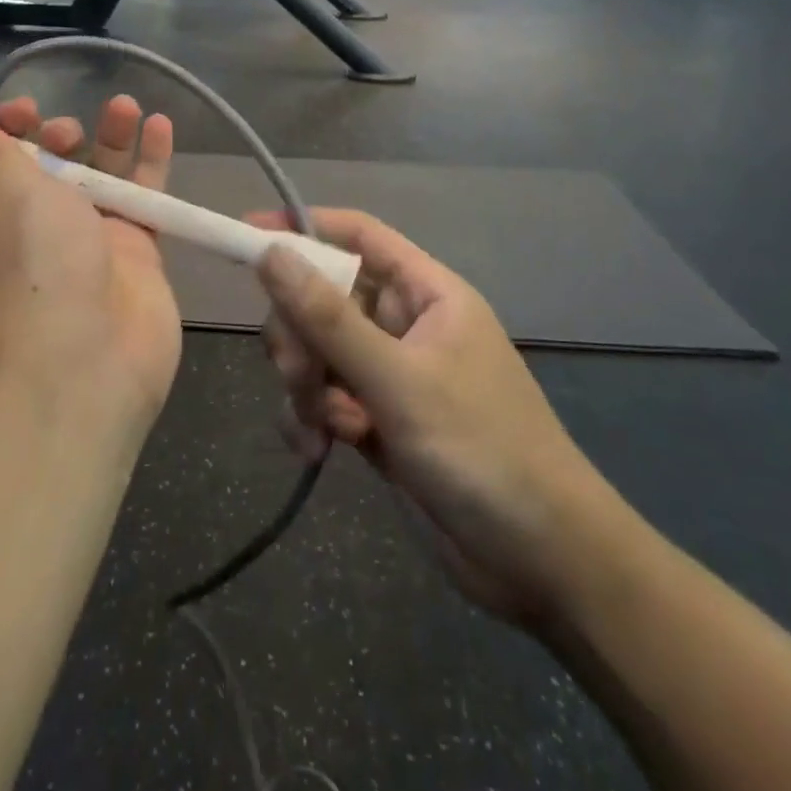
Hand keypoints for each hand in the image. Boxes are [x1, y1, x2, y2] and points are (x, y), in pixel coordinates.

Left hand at [0, 96, 180, 435]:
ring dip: (112, 138)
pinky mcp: (138, 255)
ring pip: (103, 177)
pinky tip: (160, 126)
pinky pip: (145, 198)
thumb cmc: (32, 266)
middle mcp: (38, 230)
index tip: (25, 110)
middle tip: (70, 131)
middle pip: (51, 168)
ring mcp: (91, 243)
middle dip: (60, 137)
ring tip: (127, 106)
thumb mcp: (6, 194)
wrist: (84, 361)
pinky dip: (152, 162)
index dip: (4, 131)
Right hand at [250, 209, 609, 631]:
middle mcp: (406, 324)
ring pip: (319, 351)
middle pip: (326, 297)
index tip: (247, 235)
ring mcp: (391, 374)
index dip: (304, 227)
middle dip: (300, 334)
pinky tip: (317, 451)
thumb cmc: (481, 450)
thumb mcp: (398, 381)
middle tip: (297, 375)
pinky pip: (326, 399)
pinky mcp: (379, 421)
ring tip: (319, 429)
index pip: (358, 236)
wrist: (542, 563)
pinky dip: (313, 419)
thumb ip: (329, 318)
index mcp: (426, 293)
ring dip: (304, 385)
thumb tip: (271, 253)